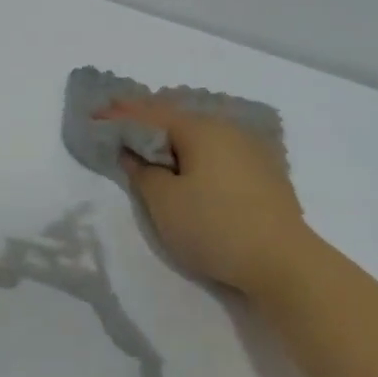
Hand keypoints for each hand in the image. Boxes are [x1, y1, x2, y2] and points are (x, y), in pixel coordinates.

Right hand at [105, 98, 314, 297]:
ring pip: (200, 132)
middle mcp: (228, 130)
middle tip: (118, 120)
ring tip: (149, 139)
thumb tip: (134, 153)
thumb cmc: (214, 227)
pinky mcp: (264, 172)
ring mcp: (251, 149)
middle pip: (178, 117)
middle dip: (146, 118)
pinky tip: (188, 160)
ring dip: (171, 134)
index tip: (94, 114)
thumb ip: (143, 172)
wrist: (284, 262)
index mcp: (200, 130)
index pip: (151, 114)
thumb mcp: (164, 202)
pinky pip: (217, 148)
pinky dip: (193, 149)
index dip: (120, 114)